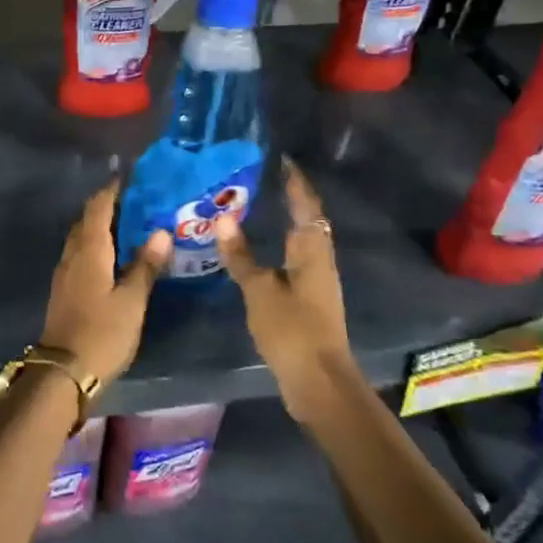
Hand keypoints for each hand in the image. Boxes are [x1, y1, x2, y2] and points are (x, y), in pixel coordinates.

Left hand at [41, 181, 171, 389]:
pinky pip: (80, 253)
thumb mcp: (132, 301)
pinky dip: (96, 244)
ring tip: (129, 224)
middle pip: (87, 219)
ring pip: (82, 237)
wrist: (63, 371)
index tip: (131, 178)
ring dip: (101, 225)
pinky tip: (113, 255)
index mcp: (90, 250)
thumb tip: (160, 231)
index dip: (112, 190)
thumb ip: (145, 265)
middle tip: (137, 200)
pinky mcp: (64, 288)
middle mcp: (73, 254)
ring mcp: (65, 272)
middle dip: (108, 205)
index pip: (99, 207)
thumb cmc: (102, 333)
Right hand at [214, 158, 356, 421]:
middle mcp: (319, 259)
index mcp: (312, 250)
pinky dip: (278, 246)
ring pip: (301, 241)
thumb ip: (241, 255)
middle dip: (290, 198)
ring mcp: (316, 281)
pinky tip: (258, 250)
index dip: (295, 181)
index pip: (306, 204)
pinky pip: (294, 260)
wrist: (319, 382)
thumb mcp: (260, 290)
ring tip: (256, 207)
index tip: (281, 159)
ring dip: (284, 222)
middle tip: (262, 179)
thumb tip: (223, 219)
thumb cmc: (292, 329)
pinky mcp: (309, 300)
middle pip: (308, 220)